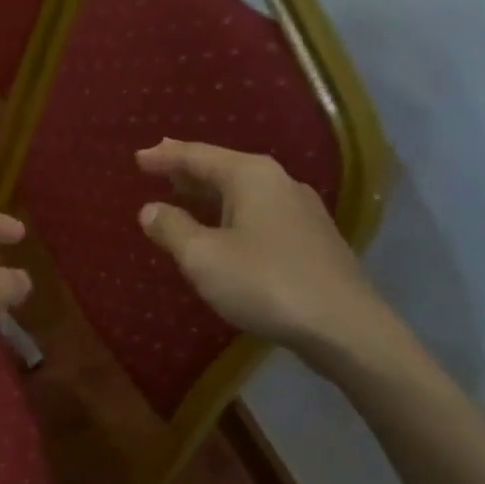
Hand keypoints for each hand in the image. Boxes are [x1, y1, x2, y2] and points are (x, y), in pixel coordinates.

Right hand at [135, 139, 399, 368]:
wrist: (346, 328)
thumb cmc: (266, 283)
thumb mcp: (204, 257)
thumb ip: (172, 228)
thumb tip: (150, 209)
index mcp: (251, 175)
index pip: (197, 155)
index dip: (165, 156)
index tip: (138, 157)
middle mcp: (279, 182)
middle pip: (223, 167)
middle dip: (188, 169)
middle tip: (158, 168)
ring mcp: (301, 210)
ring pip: (243, 192)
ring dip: (210, 194)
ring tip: (183, 196)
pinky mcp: (312, 239)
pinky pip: (259, 213)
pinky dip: (231, 214)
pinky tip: (223, 230)